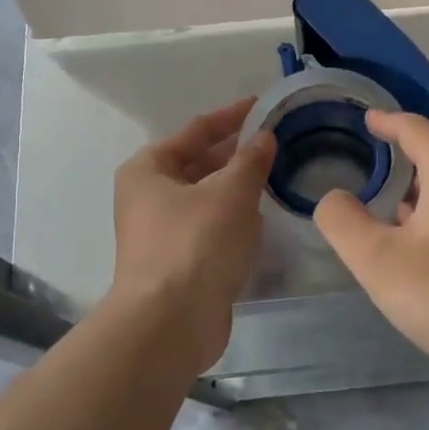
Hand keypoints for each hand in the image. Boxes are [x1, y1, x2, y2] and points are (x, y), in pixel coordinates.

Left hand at [109, 100, 275, 366]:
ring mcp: (163, 231)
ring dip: (238, 187)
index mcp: (149, 168)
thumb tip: (265, 137)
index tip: (264, 105)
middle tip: (278, 142)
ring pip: (207, 197)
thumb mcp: (231, 192)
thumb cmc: (196, 244)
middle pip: (199, 163)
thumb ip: (251, 160)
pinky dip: (234, 219)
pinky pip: (211, 227)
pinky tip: (262, 220)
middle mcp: (149, 196)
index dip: (232, 116)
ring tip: (277, 175)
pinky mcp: (180, 261)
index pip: (196, 130)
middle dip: (237, 153)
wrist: (171, 323)